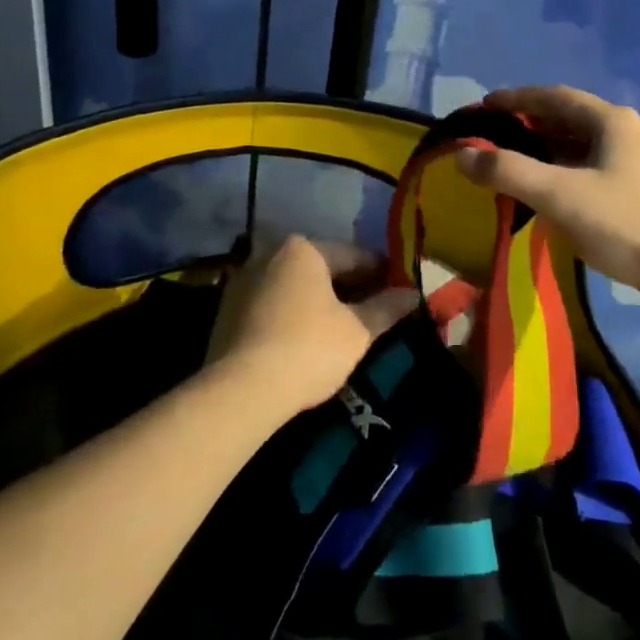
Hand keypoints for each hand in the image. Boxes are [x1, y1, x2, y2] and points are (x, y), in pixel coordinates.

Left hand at [205, 236, 417, 419]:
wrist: (239, 390)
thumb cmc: (308, 349)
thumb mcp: (357, 331)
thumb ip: (386, 308)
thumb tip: (413, 294)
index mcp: (304, 248)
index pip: (355, 255)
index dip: (381, 274)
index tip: (399, 291)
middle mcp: (270, 253)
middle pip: (322, 268)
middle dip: (349, 287)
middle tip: (374, 312)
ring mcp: (244, 280)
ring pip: (295, 286)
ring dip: (319, 301)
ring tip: (342, 329)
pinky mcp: (227, 310)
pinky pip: (272, 304)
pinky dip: (293, 314)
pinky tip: (306, 340)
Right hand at [456, 86, 639, 311]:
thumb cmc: (625, 223)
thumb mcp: (559, 194)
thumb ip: (508, 171)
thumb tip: (462, 153)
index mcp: (611, 120)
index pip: (553, 96)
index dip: (516, 98)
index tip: (483, 107)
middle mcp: (627, 131)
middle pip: (568, 118)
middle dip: (529, 124)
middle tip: (493, 137)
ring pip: (582, 144)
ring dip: (547, 149)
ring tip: (514, 163)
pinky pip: (593, 167)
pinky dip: (565, 170)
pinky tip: (551, 192)